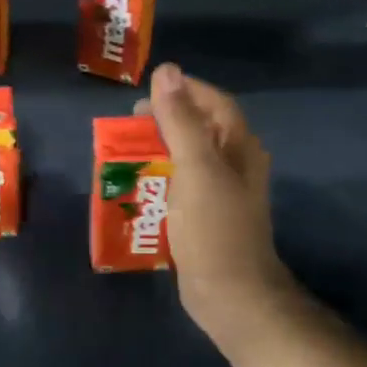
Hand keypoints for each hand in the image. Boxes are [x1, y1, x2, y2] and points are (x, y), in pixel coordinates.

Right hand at [139, 63, 299, 345]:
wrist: (231, 295)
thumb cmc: (215, 228)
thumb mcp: (196, 168)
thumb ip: (180, 120)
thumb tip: (166, 71)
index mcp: (239, 147)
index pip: (214, 102)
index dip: (184, 90)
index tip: (147, 91)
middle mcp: (235, 165)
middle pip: (201, 127)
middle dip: (167, 118)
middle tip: (130, 122)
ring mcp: (221, 193)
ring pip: (190, 156)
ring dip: (161, 147)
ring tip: (127, 149)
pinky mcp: (206, 216)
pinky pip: (182, 183)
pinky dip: (161, 176)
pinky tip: (139, 185)